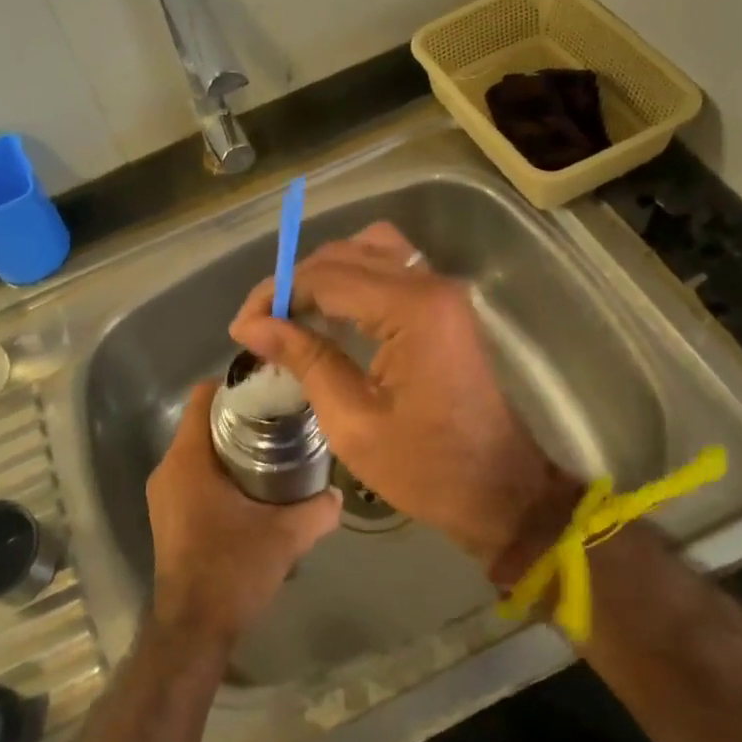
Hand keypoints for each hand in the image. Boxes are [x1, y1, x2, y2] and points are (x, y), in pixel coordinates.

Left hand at [146, 380, 340, 647]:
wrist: (193, 628)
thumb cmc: (232, 570)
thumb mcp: (285, 536)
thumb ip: (318, 510)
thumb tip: (338, 493)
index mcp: (188, 459)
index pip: (205, 396)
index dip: (237, 386)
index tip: (271, 389)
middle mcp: (169, 468)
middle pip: (204, 421)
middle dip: (242, 417)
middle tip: (282, 420)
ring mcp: (164, 493)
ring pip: (199, 449)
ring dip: (232, 446)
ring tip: (275, 451)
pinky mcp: (169, 514)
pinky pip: (194, 473)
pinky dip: (220, 470)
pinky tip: (253, 487)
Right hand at [231, 223, 577, 575]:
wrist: (500, 491)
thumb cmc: (426, 468)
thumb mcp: (352, 422)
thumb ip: (304, 360)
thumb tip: (252, 326)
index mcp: (412, 309)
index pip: (327, 277)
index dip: (277, 295)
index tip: (241, 329)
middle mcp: (431, 284)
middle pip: (347, 254)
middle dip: (297, 282)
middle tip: (261, 324)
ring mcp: (443, 292)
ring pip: (370, 251)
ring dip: (326, 275)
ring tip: (292, 315)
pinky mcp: (445, 306)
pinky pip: (391, 270)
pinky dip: (355, 280)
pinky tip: (329, 314)